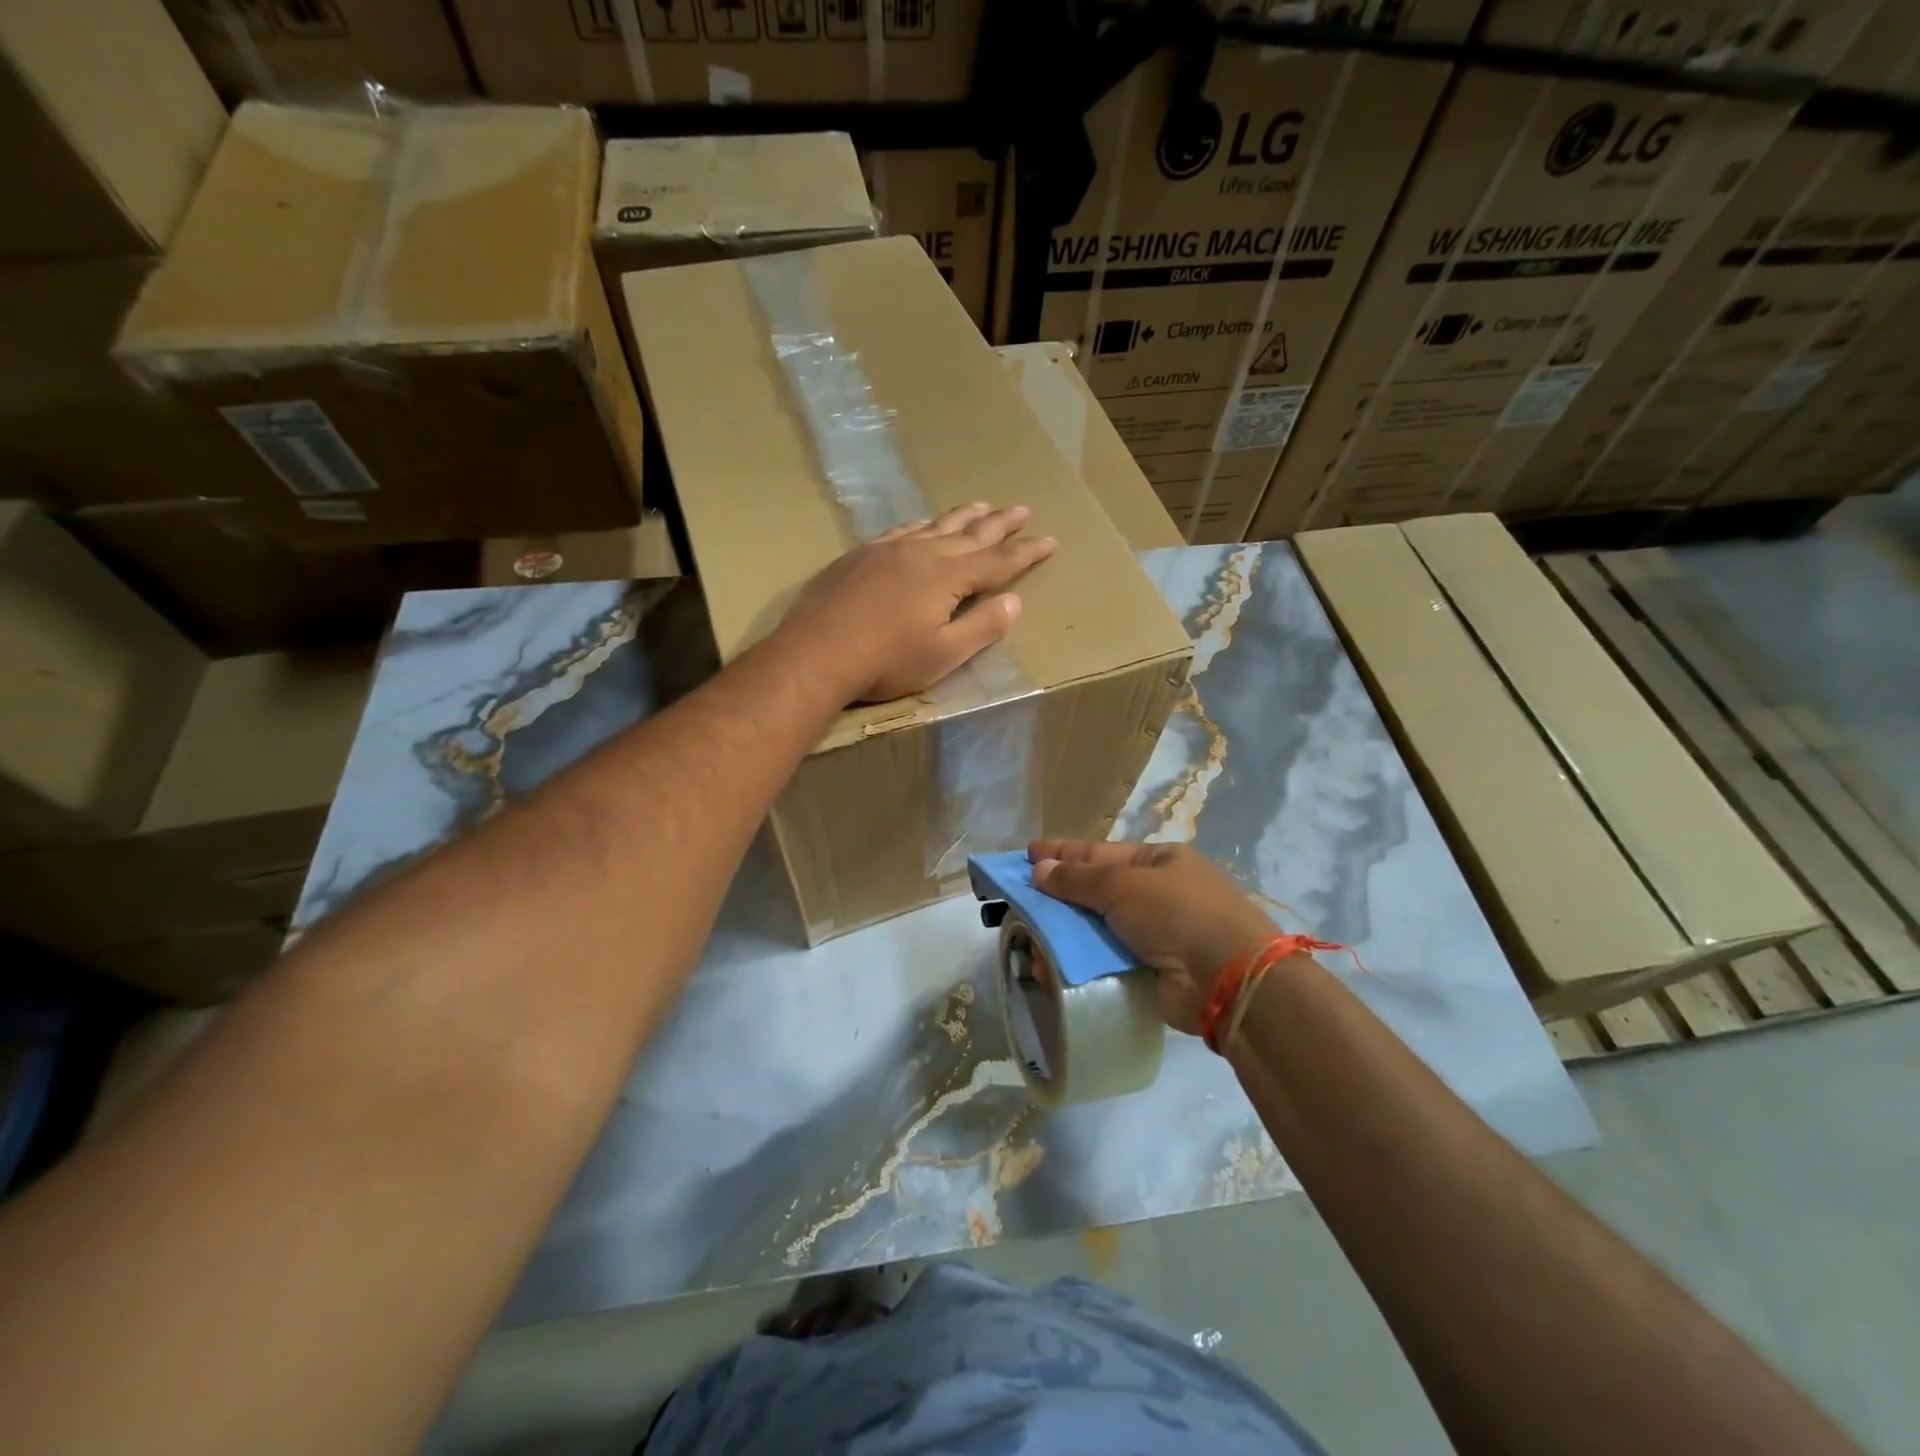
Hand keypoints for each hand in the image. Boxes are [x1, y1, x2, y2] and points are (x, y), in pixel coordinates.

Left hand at [781, 503, 1055, 703]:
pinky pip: (901, 530)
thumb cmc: (887, 661)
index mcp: (948, 577)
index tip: (1049, 540)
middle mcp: (922, 553)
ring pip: (935, 525)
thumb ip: (982, 627)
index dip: (1026, 552)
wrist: (817, 652)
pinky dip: (920, 524)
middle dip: (1000, 524)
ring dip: (962, 517)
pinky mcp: (860, 555)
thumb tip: (1015, 601)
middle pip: (970, 534)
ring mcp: (888, 549)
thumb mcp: (944, 654)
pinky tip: (921, 525)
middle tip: (1023, 509)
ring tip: (981, 505)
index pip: (998, 561)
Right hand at [1030, 840, 1279, 1034]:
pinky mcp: (1150, 972)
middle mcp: (1157, 894)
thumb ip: (1077, 880)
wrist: (1228, 979)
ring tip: (1026, 939)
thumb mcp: (1123, 886)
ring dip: (1063, 933)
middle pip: (1096, 891)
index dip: (1063, 853)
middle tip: (1018, 901)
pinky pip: (1105, 961)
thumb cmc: (1177, 914)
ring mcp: (1155, 935)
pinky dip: (1078, 962)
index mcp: (1158, 861)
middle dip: (1058, 896)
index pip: (1100, 853)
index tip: (1028, 854)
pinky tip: (1050, 967)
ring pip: (1097, 929)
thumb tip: (1039, 870)